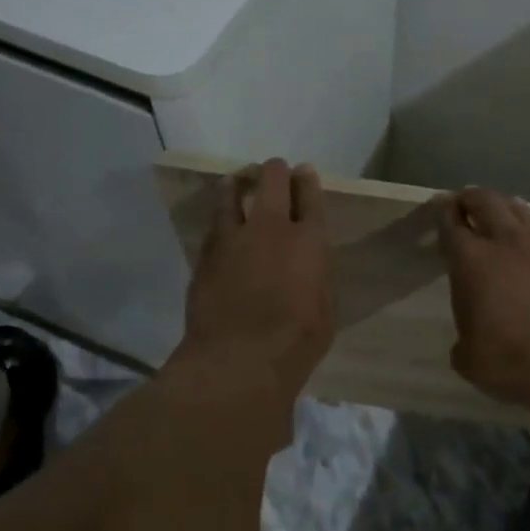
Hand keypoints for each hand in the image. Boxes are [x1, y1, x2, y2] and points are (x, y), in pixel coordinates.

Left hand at [172, 158, 334, 400]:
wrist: (239, 360)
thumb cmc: (296, 343)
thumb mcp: (324, 311)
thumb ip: (315, 281)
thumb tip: (307, 273)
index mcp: (309, 242)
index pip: (310, 198)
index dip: (308, 181)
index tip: (304, 171)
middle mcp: (271, 229)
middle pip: (272, 182)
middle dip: (275, 171)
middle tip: (274, 170)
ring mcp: (233, 240)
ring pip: (232, 195)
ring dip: (237, 185)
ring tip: (236, 182)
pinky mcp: (205, 256)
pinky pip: (213, 227)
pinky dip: (219, 219)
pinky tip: (220, 222)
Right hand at [435, 187, 529, 411]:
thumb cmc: (509, 358)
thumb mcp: (470, 359)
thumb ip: (464, 343)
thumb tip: (468, 345)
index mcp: (469, 261)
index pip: (451, 224)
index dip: (444, 212)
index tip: (442, 206)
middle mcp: (502, 242)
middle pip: (486, 202)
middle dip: (473, 197)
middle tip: (466, 200)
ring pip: (519, 208)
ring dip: (505, 204)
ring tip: (500, 208)